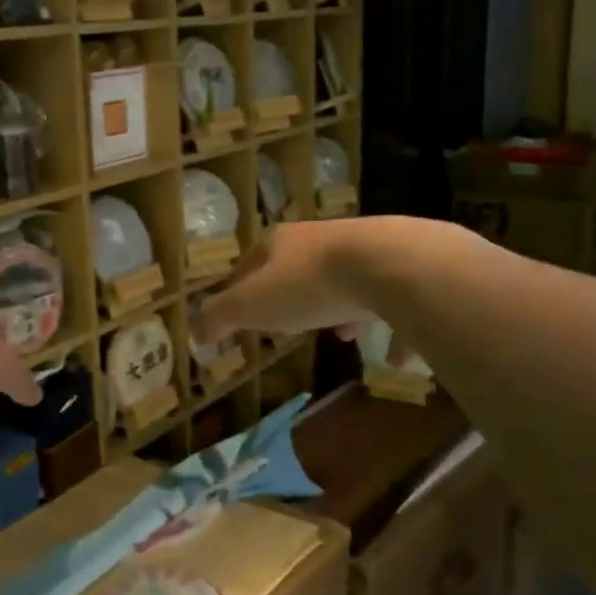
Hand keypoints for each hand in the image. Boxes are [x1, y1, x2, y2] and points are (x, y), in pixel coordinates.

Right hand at [191, 221, 378, 343]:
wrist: (390, 264)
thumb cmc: (308, 283)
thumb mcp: (251, 304)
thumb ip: (219, 317)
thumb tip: (195, 333)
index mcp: (279, 242)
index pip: (247, 265)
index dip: (238, 290)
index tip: (237, 314)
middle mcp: (319, 239)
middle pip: (294, 269)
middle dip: (288, 296)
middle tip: (285, 324)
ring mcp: (362, 250)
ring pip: (341, 281)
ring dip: (335, 306)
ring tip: (337, 332)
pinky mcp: (400, 268)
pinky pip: (388, 302)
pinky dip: (387, 326)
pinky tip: (393, 355)